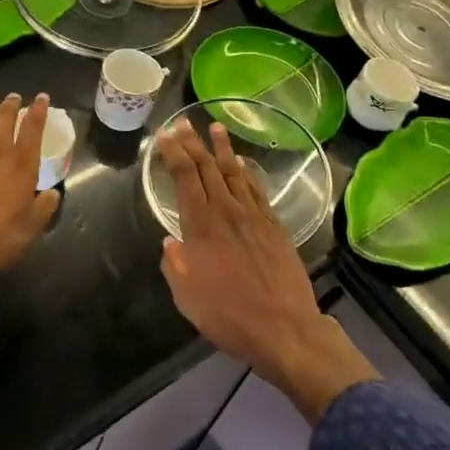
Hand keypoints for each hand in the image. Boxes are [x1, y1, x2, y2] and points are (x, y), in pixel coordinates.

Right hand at [156, 120, 376, 422]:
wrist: (284, 328)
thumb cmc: (228, 314)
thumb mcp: (186, 296)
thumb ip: (175, 264)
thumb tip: (170, 242)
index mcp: (202, 226)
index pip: (185, 177)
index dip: (174, 153)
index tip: (165, 134)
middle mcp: (227, 212)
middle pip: (208, 168)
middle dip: (194, 143)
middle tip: (184, 122)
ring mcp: (254, 216)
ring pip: (235, 172)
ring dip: (223, 148)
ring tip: (215, 127)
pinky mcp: (275, 226)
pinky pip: (257, 190)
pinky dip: (248, 172)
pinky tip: (243, 163)